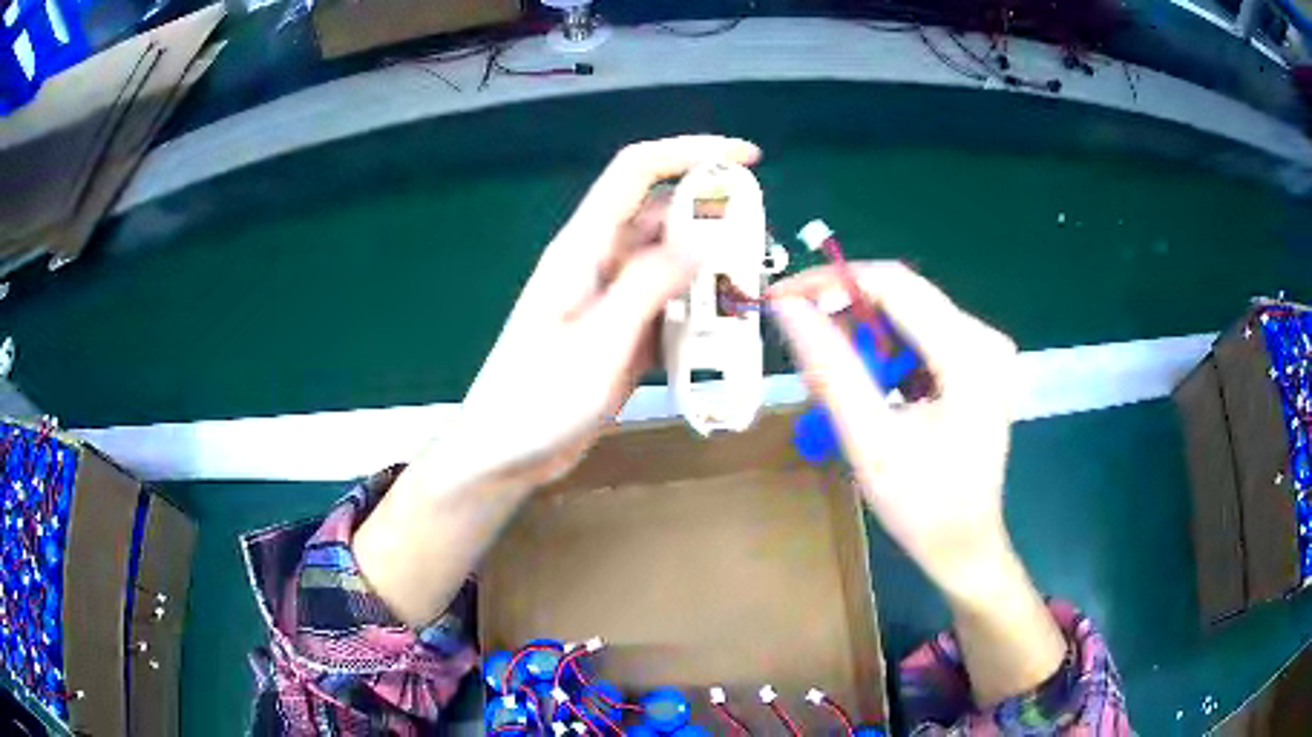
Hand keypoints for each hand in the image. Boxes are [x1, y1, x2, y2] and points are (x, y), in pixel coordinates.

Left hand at [458, 135, 761, 487]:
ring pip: (670, 262)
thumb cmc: (537, 400)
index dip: (691, 152)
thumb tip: (705, 239)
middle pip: (662, 215)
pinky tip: (725, 329)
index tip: (748, 158)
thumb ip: (649, 285)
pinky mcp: (620, 332)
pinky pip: (668, 304)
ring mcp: (610, 299)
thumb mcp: (598, 342)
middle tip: (762, 246)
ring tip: (753, 290)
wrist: (505, 455)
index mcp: (582, 248)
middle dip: (715, 218)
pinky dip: (698, 308)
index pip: (637, 172)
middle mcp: (598, 262)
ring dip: (711, 268)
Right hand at [770, 263, 1065, 704]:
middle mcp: (985, 338)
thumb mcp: (870, 442)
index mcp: (970, 355)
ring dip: (862, 333)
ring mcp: (986, 349)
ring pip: (908, 313)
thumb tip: (789, 309)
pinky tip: (870, 384)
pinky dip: (885, 350)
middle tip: (799, 339)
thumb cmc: (921, 506)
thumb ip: (830, 370)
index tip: (782, 298)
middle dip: (844, 309)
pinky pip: (920, 335)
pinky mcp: (977, 362)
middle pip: (903, 295)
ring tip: (832, 374)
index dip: (831, 282)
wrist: (965, 545)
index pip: (894, 285)